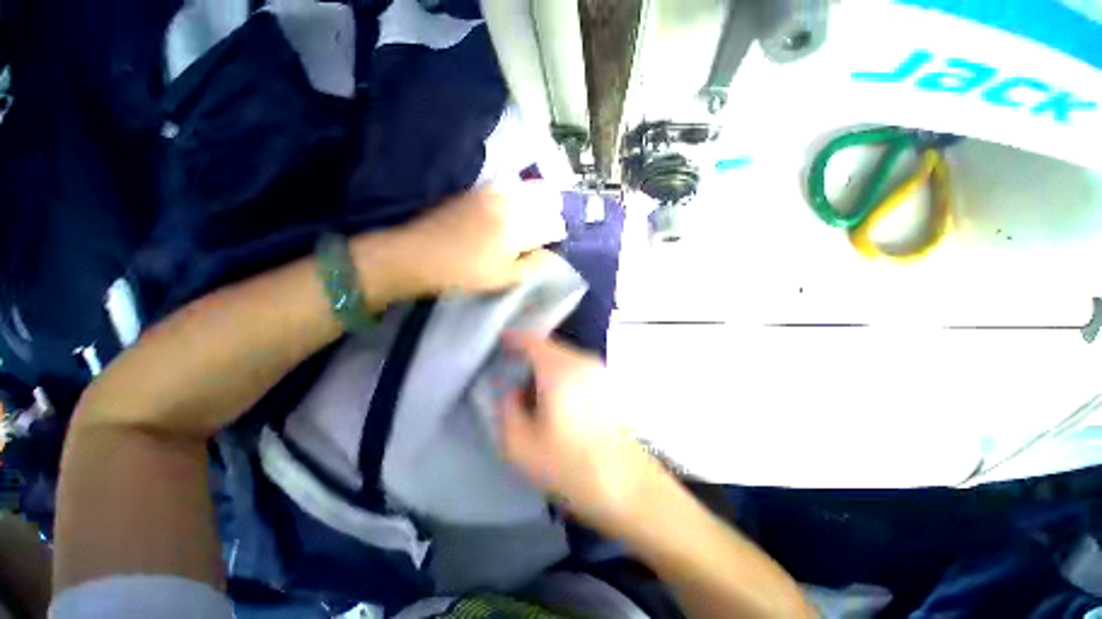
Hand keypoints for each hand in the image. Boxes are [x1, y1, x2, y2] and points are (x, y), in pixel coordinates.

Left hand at [355, 184, 565, 304]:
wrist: (419, 254)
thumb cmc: (465, 272)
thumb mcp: (504, 277)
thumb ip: (533, 266)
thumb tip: (551, 256)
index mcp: (519, 226)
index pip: (552, 221)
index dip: (558, 230)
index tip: (556, 240)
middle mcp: (509, 202)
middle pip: (544, 195)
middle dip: (552, 209)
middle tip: (549, 225)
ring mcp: (491, 192)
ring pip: (526, 187)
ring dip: (536, 198)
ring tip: (533, 217)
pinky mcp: (476, 191)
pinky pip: (507, 186)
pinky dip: (518, 193)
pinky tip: (512, 210)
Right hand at [498, 333, 665, 528]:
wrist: (631, 489)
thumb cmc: (572, 467)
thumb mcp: (521, 446)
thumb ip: (507, 410)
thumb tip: (512, 392)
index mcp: (561, 369)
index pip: (532, 341)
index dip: (513, 338)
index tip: (500, 343)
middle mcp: (584, 362)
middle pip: (549, 349)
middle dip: (529, 360)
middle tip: (514, 381)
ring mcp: (601, 373)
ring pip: (565, 360)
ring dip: (547, 371)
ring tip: (535, 399)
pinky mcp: (610, 387)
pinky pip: (578, 372)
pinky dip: (563, 380)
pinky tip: (560, 408)